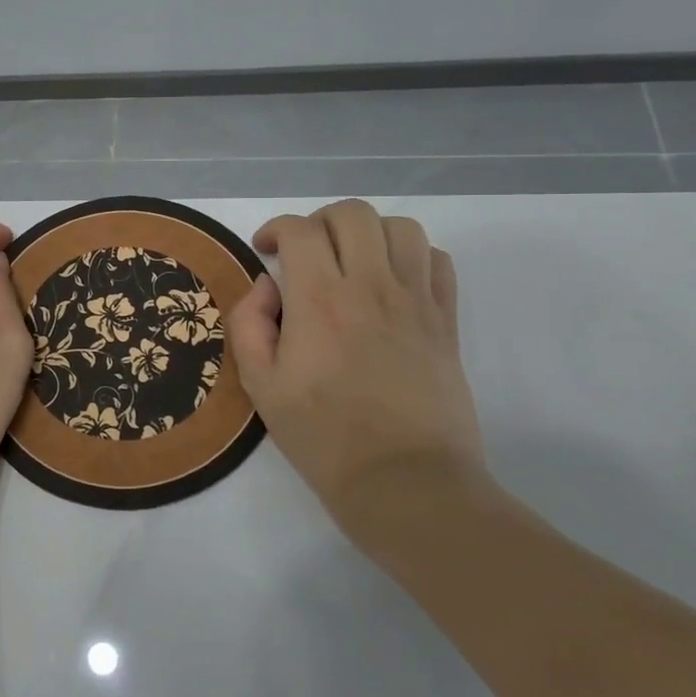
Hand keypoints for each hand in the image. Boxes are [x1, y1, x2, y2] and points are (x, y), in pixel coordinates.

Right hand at [227, 200, 488, 535]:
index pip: (300, 230)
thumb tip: (267, 286)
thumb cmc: (323, 437)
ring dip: (368, 233)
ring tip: (352, 262)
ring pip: (399, 227)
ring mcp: (416, 301)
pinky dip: (412, 256)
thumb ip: (249, 324)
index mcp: (319, 301)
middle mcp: (371, 287)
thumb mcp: (261, 386)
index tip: (266, 251)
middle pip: (351, 214)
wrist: (405, 483)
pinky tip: (392, 282)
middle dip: (320, 222)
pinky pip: (437, 260)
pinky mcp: (446, 321)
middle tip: (306, 254)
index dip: (276, 229)